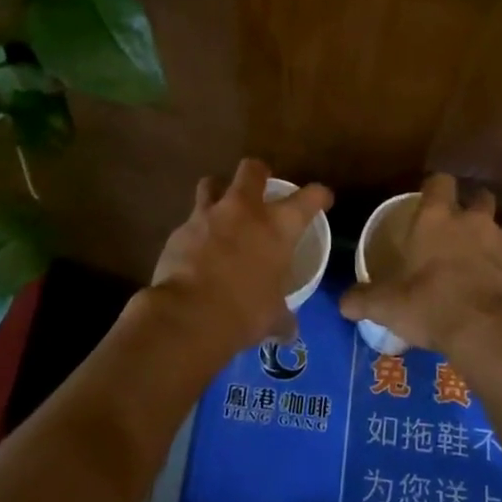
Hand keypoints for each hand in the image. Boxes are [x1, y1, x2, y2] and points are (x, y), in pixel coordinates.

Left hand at [147, 159, 332, 357]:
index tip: (322, 198)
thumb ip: (282, 317)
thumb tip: (288, 331)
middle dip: (258, 173)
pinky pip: (190, 221)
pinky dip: (195, 231)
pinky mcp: (179, 230)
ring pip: (211, 183)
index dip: (319, 195)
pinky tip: (195, 249)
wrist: (189, 315)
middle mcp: (244, 210)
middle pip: (252, 169)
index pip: (310, 197)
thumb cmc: (245, 312)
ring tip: (220, 209)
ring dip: (218, 192)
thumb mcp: (273, 317)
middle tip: (260, 186)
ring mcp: (208, 216)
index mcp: (279, 226)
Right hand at [340, 173, 501, 357]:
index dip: (435, 187)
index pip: (439, 182)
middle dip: (471, 206)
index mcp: (437, 219)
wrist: (489, 331)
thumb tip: (343, 303)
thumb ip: (363, 300)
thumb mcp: (387, 306)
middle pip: (479, 197)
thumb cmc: (431, 305)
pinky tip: (496, 290)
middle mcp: (473, 222)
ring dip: (492, 240)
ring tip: (479, 261)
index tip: (428, 198)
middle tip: (458, 228)